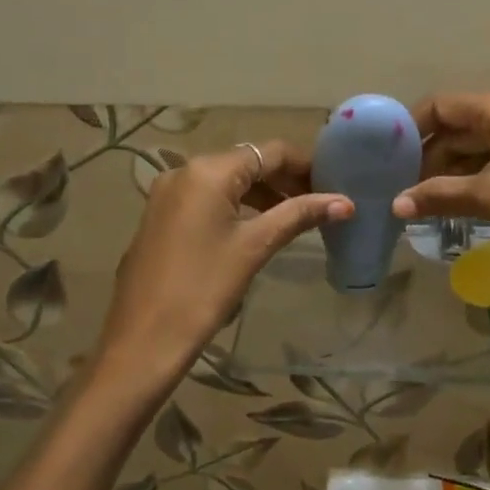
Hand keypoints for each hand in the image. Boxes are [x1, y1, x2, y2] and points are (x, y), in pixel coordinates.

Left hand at [96, 142, 351, 379]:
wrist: (144, 338)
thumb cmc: (204, 289)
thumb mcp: (255, 247)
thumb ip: (299, 216)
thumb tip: (345, 203)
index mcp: (208, 171)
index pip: (270, 151)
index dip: (306, 165)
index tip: (334, 185)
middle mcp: (183, 171)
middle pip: (247, 162)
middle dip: (284, 180)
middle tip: (319, 204)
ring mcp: (167, 194)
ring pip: (226, 181)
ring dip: (261, 194)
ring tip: (294, 217)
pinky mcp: (160, 217)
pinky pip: (206, 198)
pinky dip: (235, 205)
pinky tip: (255, 227)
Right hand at [392, 91, 489, 284]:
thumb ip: (440, 195)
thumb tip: (396, 204)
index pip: (441, 105)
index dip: (411, 130)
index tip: (388, 161)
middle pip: (462, 122)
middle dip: (432, 154)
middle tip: (407, 190)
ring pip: (486, 140)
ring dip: (457, 166)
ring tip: (432, 199)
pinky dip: (484, 171)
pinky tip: (471, 198)